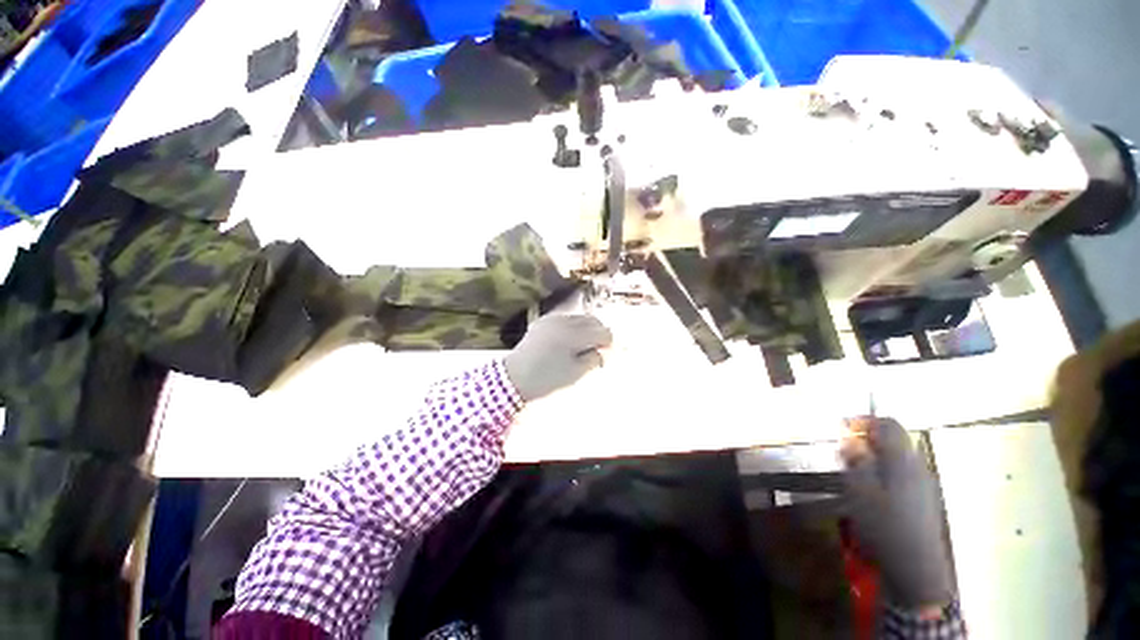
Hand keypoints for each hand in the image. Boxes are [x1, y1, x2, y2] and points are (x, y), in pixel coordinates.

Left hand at [504, 314, 611, 401]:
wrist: (514, 378)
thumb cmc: (547, 379)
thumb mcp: (575, 373)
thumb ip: (594, 359)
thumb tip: (604, 350)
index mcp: (574, 335)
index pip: (603, 332)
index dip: (608, 343)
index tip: (607, 353)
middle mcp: (565, 321)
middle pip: (593, 321)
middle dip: (599, 333)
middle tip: (598, 349)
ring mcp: (553, 318)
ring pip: (579, 317)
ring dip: (587, 328)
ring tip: (584, 345)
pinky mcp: (543, 320)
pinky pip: (565, 318)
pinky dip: (573, 326)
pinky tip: (568, 340)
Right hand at [841, 418, 952, 610]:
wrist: (915, 566)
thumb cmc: (884, 525)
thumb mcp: (860, 490)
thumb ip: (855, 460)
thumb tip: (850, 439)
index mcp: (901, 460)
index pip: (888, 424)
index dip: (865, 420)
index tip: (843, 427)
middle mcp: (917, 466)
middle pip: (895, 439)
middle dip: (868, 438)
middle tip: (845, 449)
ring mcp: (924, 483)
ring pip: (898, 456)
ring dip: (875, 454)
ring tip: (854, 469)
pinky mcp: (924, 498)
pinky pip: (902, 472)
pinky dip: (884, 469)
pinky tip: (872, 488)